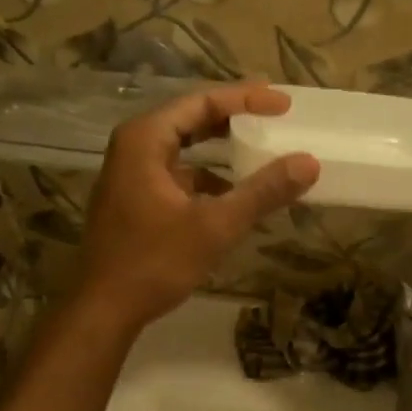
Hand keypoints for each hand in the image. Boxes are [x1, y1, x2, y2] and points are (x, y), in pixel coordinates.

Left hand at [76, 84, 318, 332]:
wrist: (102, 311)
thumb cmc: (153, 262)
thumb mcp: (215, 226)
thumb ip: (262, 192)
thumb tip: (309, 162)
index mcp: (145, 139)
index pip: (202, 102)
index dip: (246, 99)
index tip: (283, 104)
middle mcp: (134, 147)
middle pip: (191, 118)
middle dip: (234, 116)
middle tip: (275, 115)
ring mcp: (132, 174)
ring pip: (185, 147)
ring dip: (222, 148)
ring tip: (261, 149)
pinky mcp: (135, 198)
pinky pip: (179, 174)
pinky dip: (209, 177)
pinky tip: (236, 195)